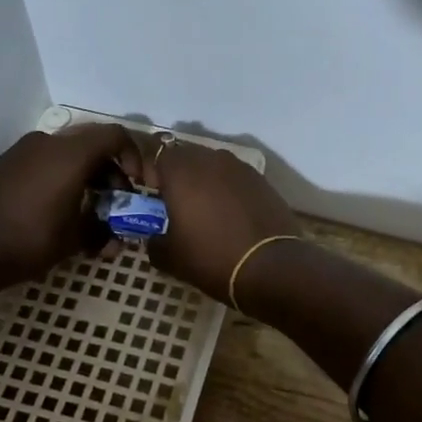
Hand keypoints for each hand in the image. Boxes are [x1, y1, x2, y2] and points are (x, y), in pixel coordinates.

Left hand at [0, 125, 141, 291]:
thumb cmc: (28, 241)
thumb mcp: (75, 239)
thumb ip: (105, 231)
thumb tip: (119, 237)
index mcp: (70, 154)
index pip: (115, 136)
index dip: (134, 157)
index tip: (137, 186)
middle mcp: (47, 143)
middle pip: (92, 144)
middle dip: (112, 173)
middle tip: (117, 205)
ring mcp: (24, 151)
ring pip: (69, 154)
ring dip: (88, 178)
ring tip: (91, 213)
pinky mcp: (7, 165)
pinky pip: (47, 162)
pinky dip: (64, 178)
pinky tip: (62, 211)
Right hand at [146, 140, 300, 302]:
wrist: (270, 267)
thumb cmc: (211, 257)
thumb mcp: (170, 257)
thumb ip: (154, 241)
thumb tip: (156, 238)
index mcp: (182, 171)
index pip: (156, 155)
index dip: (151, 173)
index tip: (151, 195)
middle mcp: (210, 159)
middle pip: (186, 156)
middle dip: (178, 174)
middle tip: (176, 201)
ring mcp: (240, 167)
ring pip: (213, 165)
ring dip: (204, 180)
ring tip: (205, 208)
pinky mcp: (262, 181)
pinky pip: (235, 178)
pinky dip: (228, 190)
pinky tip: (231, 214)